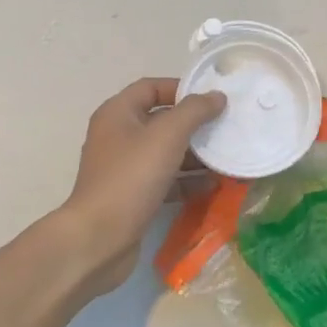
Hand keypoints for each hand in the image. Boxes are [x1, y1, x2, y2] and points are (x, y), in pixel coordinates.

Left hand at [60, 77, 224, 296]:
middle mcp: (118, 136)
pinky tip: (212, 186)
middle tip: (226, 128)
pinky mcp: (133, 196)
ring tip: (226, 158)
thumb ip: (194, 111)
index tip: (212, 98)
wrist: (99, 239)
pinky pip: (165, 180)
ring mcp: (124, 168)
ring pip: (165, 152)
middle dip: (194, 125)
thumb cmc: (131, 177)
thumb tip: (217, 96)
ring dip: (195, 155)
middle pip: (161, 120)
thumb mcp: (167, 136)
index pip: (151, 87)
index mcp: (118, 113)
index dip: (181, 88)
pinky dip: (187, 180)